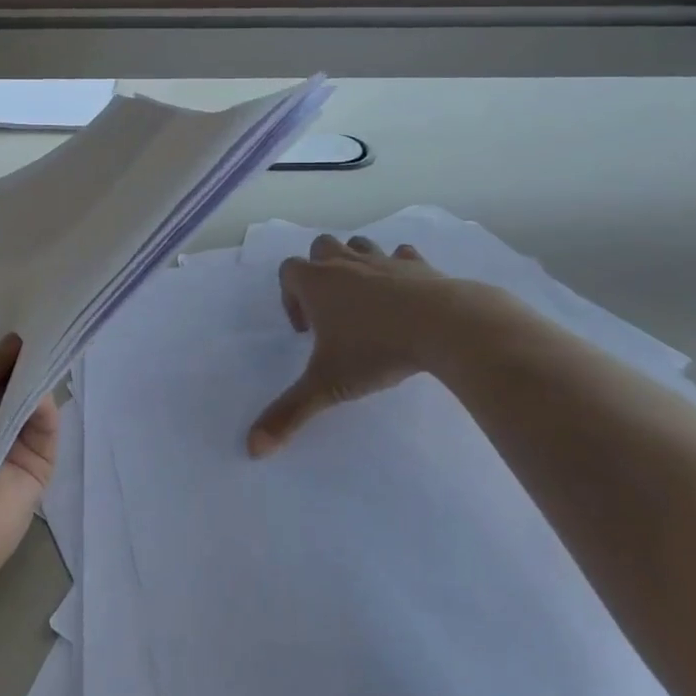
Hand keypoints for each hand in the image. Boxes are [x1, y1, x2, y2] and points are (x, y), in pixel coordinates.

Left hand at [0, 335, 58, 592]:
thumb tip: (19, 341)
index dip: (3, 350)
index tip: (29, 318)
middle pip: (13, 385)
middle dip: (28, 360)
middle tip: (53, 324)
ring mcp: (10, 450)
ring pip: (33, 404)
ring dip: (40, 380)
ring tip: (54, 347)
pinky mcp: (36, 470)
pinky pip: (47, 430)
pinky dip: (47, 409)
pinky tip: (45, 390)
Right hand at [247, 235, 459, 456]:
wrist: (443, 325)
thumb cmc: (375, 350)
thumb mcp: (328, 386)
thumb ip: (289, 414)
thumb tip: (252, 449)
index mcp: (317, 283)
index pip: (287, 271)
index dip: (289, 297)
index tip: (306, 332)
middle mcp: (345, 264)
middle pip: (320, 248)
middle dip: (319, 272)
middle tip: (331, 311)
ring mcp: (383, 260)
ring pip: (359, 245)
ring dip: (355, 264)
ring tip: (364, 301)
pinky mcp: (418, 265)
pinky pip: (401, 255)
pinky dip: (398, 269)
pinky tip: (404, 293)